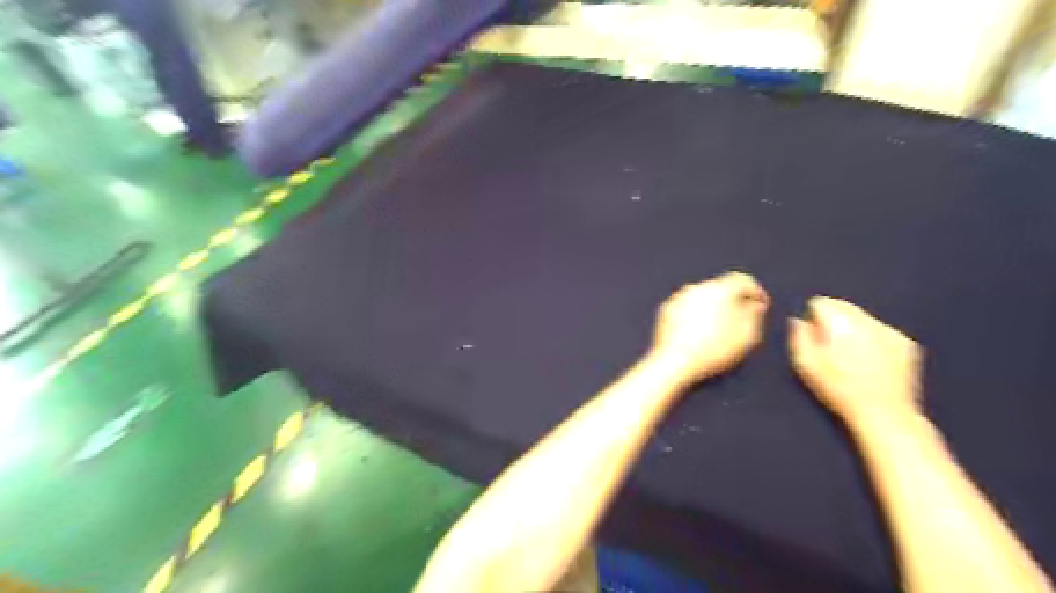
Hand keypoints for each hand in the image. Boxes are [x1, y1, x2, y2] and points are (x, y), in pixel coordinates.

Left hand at [654, 271, 769, 382]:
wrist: (674, 361)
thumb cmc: (714, 349)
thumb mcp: (746, 335)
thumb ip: (755, 315)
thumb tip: (754, 305)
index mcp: (719, 289)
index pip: (743, 280)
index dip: (756, 292)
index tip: (761, 306)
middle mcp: (697, 287)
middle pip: (721, 288)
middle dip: (734, 300)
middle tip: (742, 318)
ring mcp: (678, 297)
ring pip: (703, 297)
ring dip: (714, 307)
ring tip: (719, 327)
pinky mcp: (666, 309)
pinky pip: (687, 307)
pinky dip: (696, 314)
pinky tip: (699, 331)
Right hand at [787, 297, 921, 421]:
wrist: (883, 413)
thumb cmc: (837, 388)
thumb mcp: (805, 364)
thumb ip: (798, 336)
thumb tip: (799, 320)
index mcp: (840, 321)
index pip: (820, 302)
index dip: (813, 319)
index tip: (814, 338)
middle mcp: (866, 319)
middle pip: (843, 306)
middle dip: (834, 321)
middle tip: (831, 349)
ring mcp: (890, 330)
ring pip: (863, 318)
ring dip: (854, 329)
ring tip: (852, 357)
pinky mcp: (907, 343)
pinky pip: (882, 332)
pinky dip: (874, 340)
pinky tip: (872, 362)